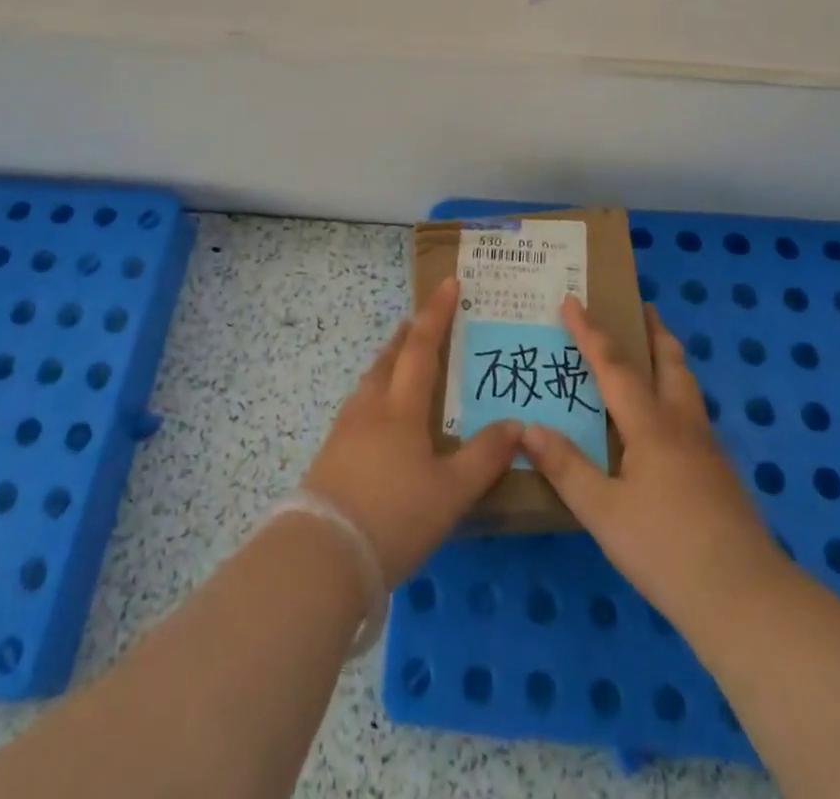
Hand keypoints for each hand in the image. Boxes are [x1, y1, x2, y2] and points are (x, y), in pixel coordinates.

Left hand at [303, 277, 521, 586]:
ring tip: (402, 363)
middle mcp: (371, 407)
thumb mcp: (451, 492)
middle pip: (389, 358)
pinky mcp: (331, 454)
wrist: (322, 556)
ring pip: (370, 382)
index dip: (437, 313)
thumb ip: (485, 457)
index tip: (448, 283)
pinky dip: (376, 394)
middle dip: (408, 335)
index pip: (422, 347)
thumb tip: (517, 424)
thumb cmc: (394, 516)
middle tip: (421, 321)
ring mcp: (346, 429)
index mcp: (401, 408)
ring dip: (388, 363)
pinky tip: (380, 418)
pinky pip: (359, 407)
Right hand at [522, 297, 788, 635]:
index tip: (572, 300)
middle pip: (669, 362)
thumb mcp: (603, 513)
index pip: (615, 366)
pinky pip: (693, 412)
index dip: (591, 332)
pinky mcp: (720, 472)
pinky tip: (667, 420)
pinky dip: (676, 392)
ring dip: (668, 358)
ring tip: (654, 351)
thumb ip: (566, 468)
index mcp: (651, 426)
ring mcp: (707, 448)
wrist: (745, 599)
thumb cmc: (666, 550)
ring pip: (687, 386)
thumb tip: (528, 427)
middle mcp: (682, 424)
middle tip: (640, 307)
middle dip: (652, 331)